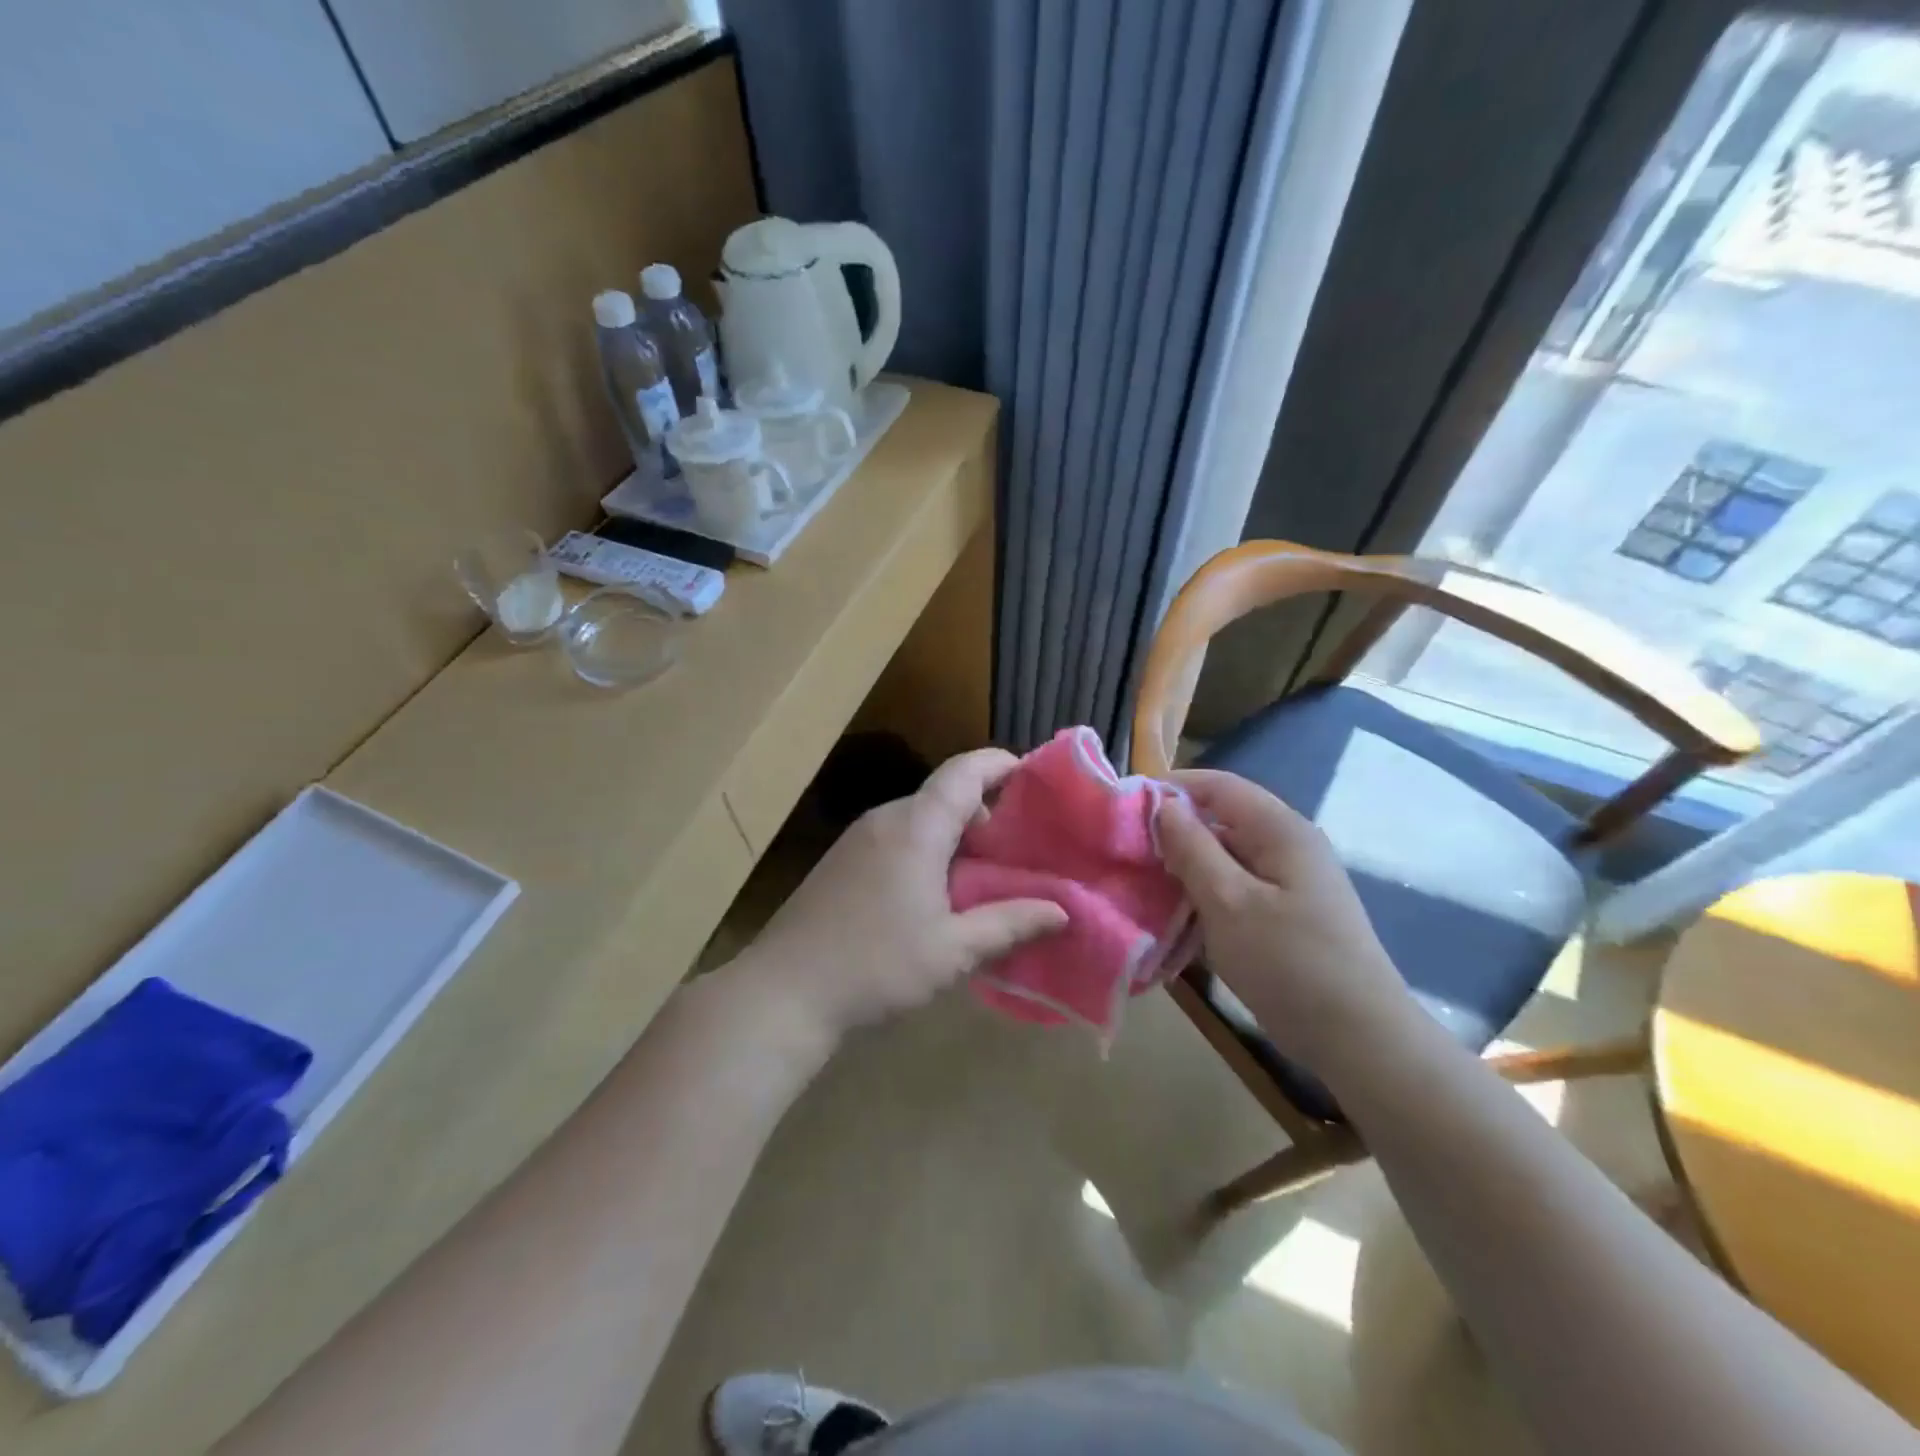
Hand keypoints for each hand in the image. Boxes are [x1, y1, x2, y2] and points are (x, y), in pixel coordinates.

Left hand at [739, 748, 1067, 1041]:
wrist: (782, 992)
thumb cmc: (875, 966)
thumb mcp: (951, 951)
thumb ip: (1008, 924)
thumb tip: (1060, 911)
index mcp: (916, 827)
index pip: (964, 772)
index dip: (1001, 764)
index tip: (1034, 777)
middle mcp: (886, 819)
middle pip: (944, 794)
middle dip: (987, 809)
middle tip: (1022, 844)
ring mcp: (858, 838)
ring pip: (920, 817)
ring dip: (957, 833)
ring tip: (988, 870)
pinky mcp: (842, 860)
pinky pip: (898, 836)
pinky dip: (929, 847)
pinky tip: (940, 890)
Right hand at [1155, 769, 1413, 1070]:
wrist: (1359, 1040)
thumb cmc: (1289, 963)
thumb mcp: (1228, 902)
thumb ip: (1192, 848)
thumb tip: (1164, 806)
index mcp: (1280, 830)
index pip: (1219, 786)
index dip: (1172, 788)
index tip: (1126, 808)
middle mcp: (1289, 846)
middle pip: (1222, 819)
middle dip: (1175, 832)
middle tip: (1130, 854)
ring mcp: (1291, 882)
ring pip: (1227, 857)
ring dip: (1188, 868)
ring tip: (1146, 886)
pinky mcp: (1287, 914)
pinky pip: (1238, 888)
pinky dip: (1207, 895)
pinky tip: (1180, 918)